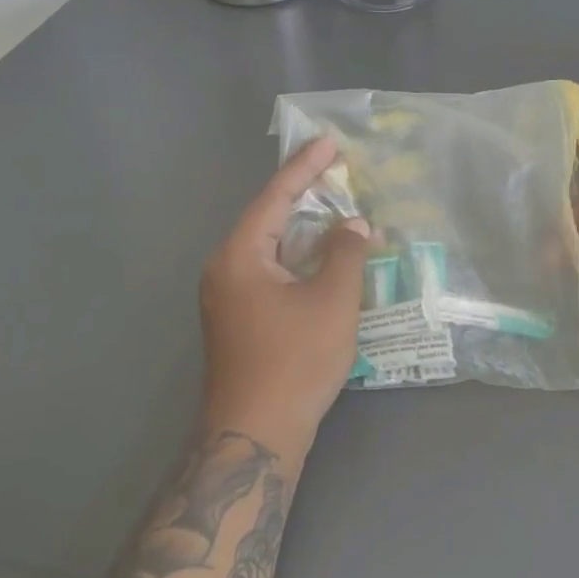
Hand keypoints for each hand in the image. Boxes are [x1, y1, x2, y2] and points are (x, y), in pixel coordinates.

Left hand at [199, 137, 370, 459]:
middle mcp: (225, 270)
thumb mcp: (332, 301)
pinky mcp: (239, 321)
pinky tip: (325, 261)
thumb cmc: (294, 361)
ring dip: (306, 232)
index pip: (275, 197)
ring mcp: (228, 298)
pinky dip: (299, 260)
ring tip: (339, 212)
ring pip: (272, 249)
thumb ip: (346, 253)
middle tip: (339, 174)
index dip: (304, 167)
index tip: (329, 141)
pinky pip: (271, 273)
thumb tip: (354, 224)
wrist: (254, 436)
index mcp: (239, 256)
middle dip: (306, 197)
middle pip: (269, 220)